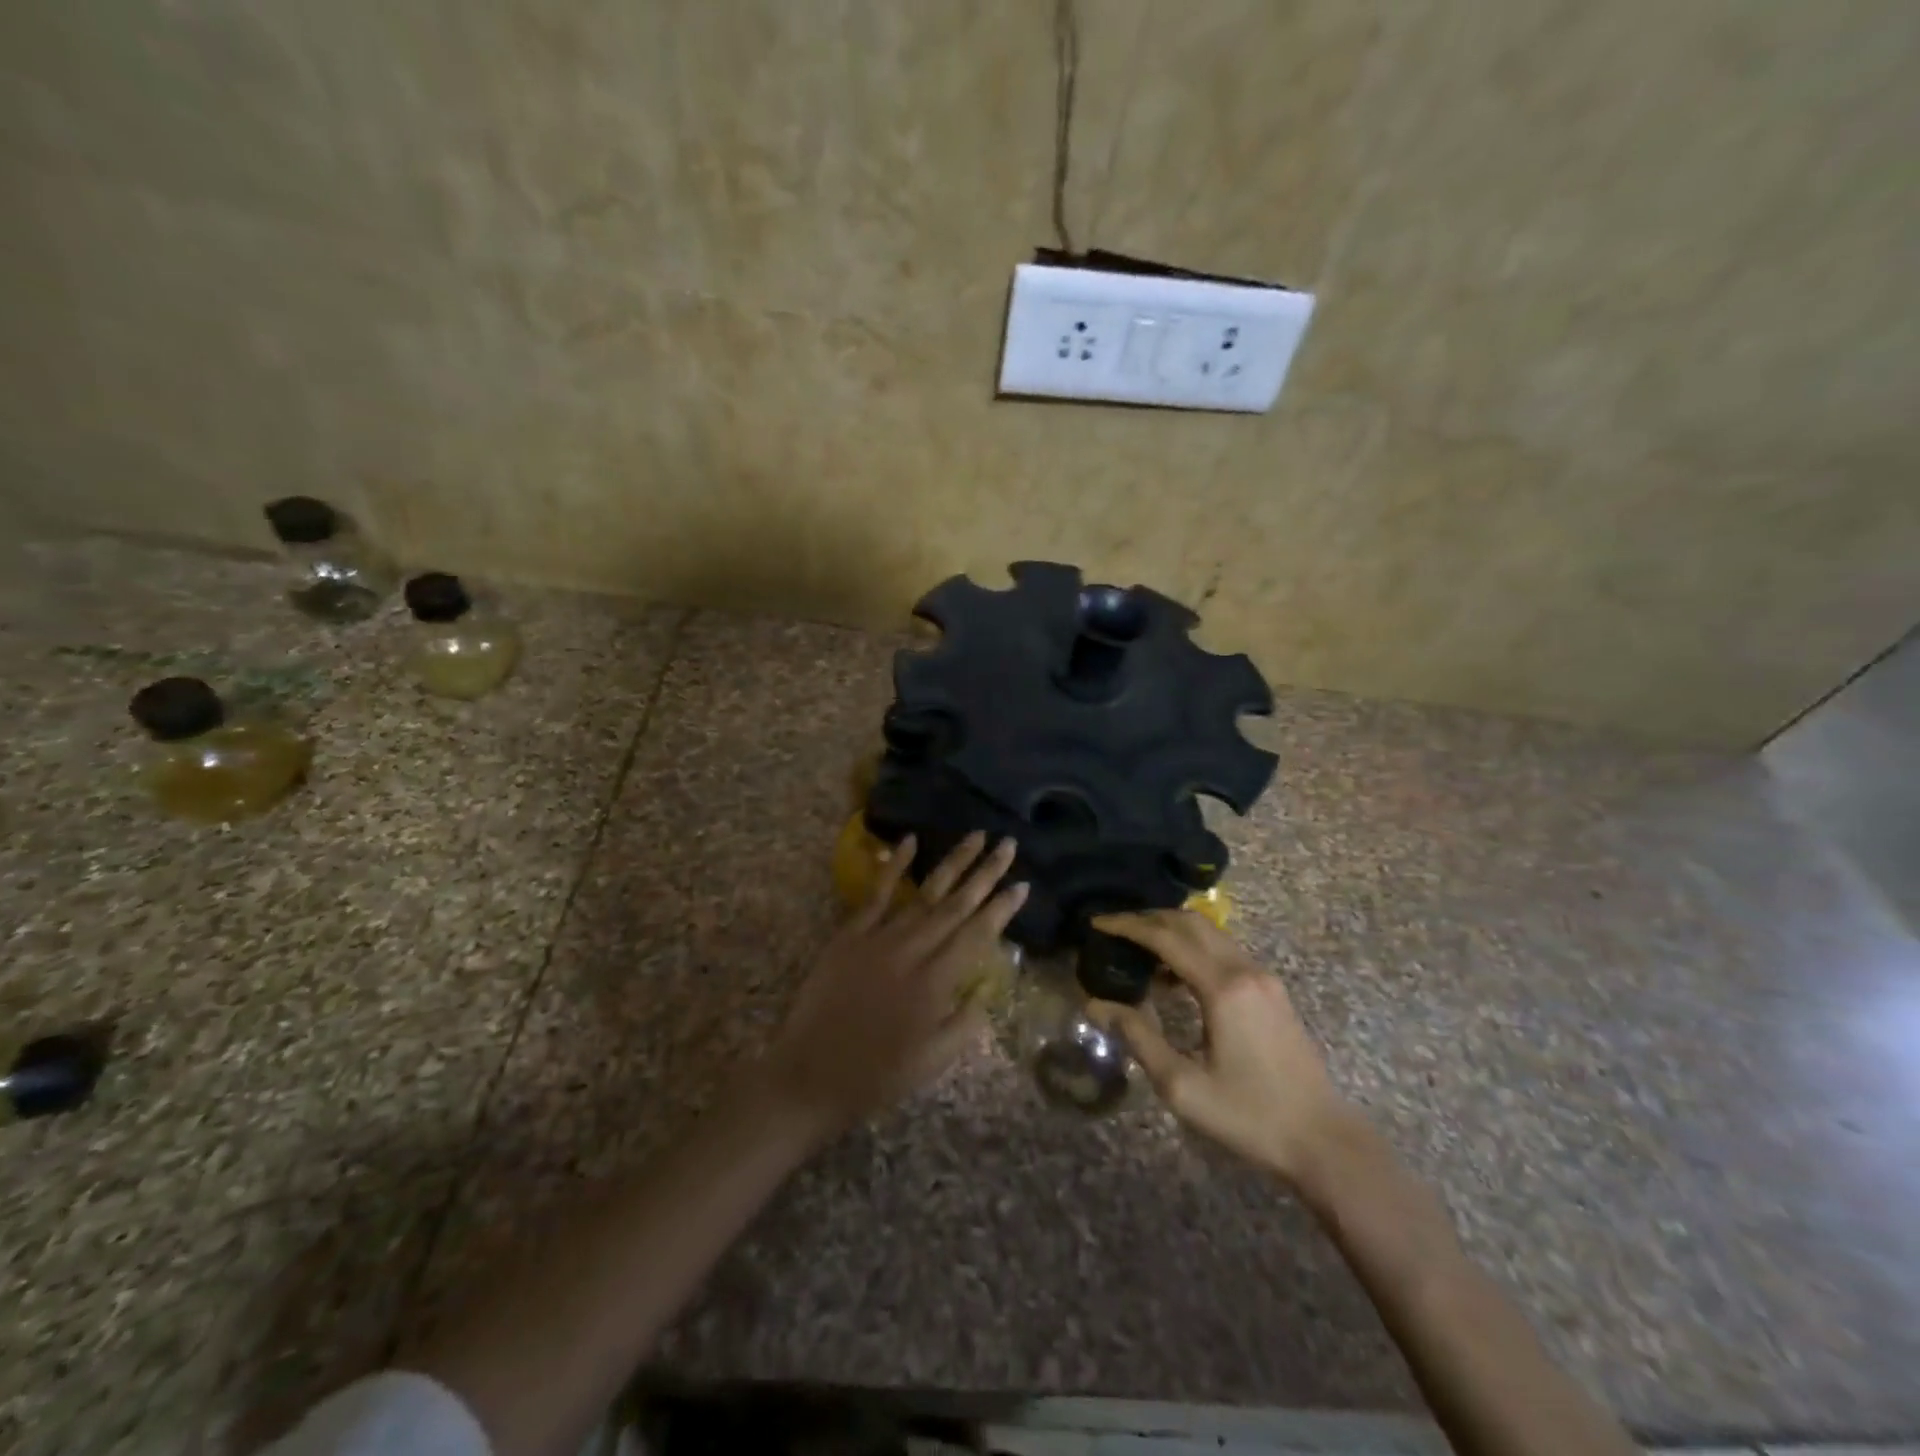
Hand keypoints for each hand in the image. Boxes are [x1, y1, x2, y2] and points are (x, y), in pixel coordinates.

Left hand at [762, 832, 1027, 1141]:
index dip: (1002, 909)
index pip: (977, 935)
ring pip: (924, 893)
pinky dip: (894, 866)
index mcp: (936, 982)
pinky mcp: (850, 934)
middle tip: (1008, 844)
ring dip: (952, 863)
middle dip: (985, 873)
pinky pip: (877, 893)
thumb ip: (965, 1023)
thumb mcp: (933, 1062)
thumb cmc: (877, 1075)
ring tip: (976, 836)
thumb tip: (986, 988)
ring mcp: (880, 937)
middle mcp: (913, 950)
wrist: (810, 1074)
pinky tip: (910, 841)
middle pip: (956, 904)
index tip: (1023, 885)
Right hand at [1088, 910, 1351, 1182]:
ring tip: (1138, 948)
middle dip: (1149, 918)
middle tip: (1115, 928)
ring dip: (1172, 930)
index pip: (1167, 938)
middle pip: (1190, 923)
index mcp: (1223, 988)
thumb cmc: (1249, 1116)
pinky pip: (1225, 951)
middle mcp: (1245, 970)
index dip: (1128, 926)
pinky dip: (1194, 948)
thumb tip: (1096, 1005)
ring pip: (1210, 933)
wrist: (1323, 1140)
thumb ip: (1138, 1038)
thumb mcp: (1182, 1086)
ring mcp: (1264, 978)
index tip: (1097, 922)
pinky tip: (1174, 975)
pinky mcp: (1272, 991)